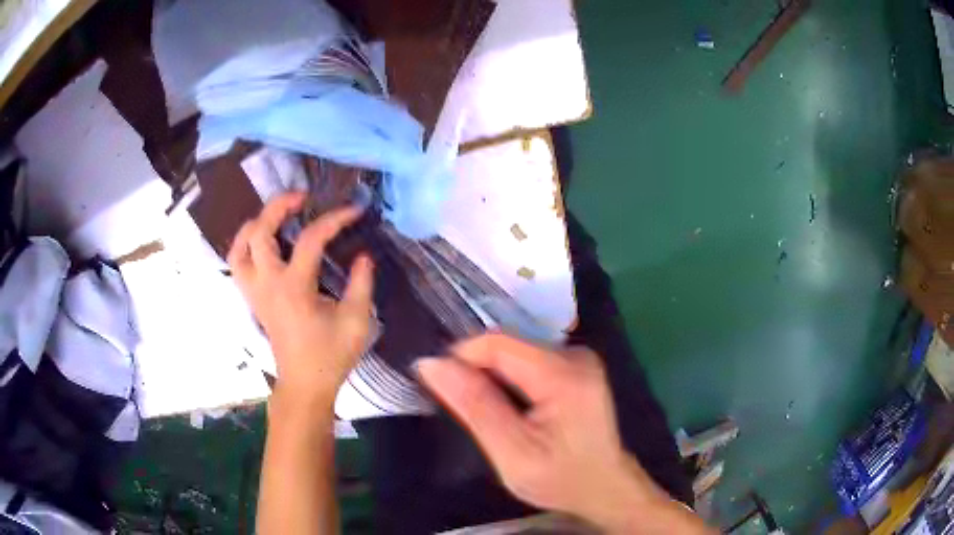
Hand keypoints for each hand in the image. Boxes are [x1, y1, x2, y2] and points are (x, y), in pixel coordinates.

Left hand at [228, 192, 373, 410]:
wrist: (305, 383)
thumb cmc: (331, 355)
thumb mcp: (356, 321)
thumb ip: (361, 284)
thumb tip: (363, 255)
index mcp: (294, 288)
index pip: (311, 239)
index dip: (334, 219)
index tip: (354, 211)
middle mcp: (268, 284)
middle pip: (259, 232)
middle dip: (278, 206)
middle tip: (302, 197)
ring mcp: (255, 291)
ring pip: (239, 247)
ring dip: (254, 224)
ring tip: (275, 216)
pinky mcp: (253, 299)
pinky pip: (238, 264)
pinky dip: (245, 245)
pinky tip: (263, 242)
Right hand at [417, 334, 699, 532]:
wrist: (604, 487)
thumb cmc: (561, 478)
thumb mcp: (512, 452)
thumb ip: (475, 406)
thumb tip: (432, 364)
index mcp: (564, 374)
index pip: (498, 343)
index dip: (461, 357)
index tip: (439, 385)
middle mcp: (575, 355)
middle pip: (507, 345)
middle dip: (476, 370)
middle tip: (463, 408)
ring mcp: (579, 359)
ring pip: (515, 352)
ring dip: (491, 376)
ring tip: (486, 411)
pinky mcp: (576, 367)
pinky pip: (528, 361)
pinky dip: (508, 379)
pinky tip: (508, 407)